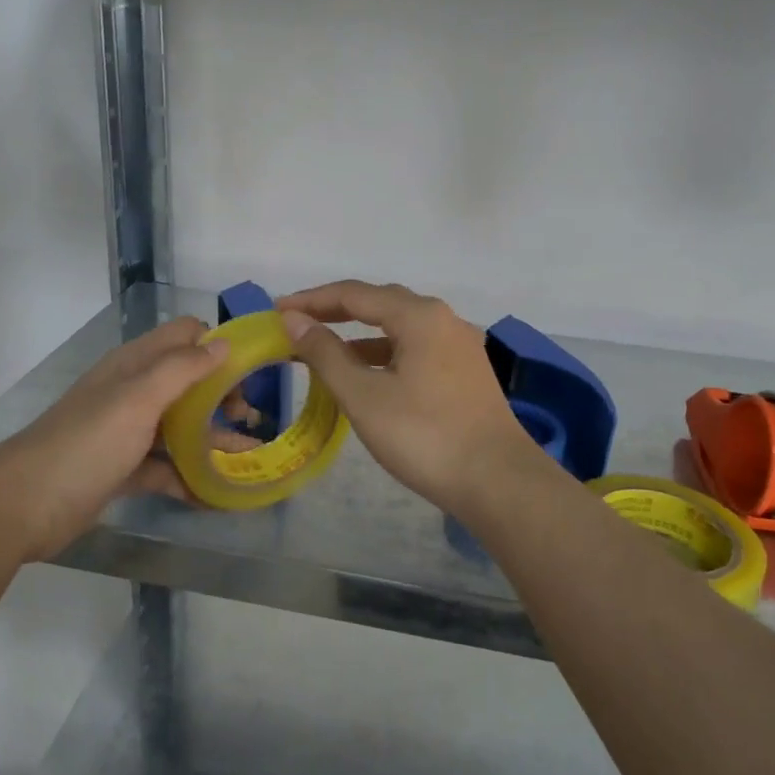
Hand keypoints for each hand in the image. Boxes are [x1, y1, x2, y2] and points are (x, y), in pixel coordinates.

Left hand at [0, 316, 233, 560]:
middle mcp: (133, 392)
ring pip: (180, 427)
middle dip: (222, 395)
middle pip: (188, 382)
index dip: (218, 346)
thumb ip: (182, 368)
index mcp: (135, 365)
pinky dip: (189, 477)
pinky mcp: (124, 469)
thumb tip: (224, 344)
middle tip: (250, 420)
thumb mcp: (138, 398)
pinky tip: (216, 494)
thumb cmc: (88, 442)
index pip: (184, 336)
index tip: (251, 370)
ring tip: (249, 458)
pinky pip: (166, 467)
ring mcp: (128, 432)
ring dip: (213, 439)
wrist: (26, 504)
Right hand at [278, 280, 549, 515]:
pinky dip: (385, 354)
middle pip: (381, 303)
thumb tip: (294, 319)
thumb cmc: (424, 436)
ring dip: (361, 335)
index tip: (277, 310)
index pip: (355, 294)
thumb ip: (326, 354)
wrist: (498, 481)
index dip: (312, 300)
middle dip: (336, 311)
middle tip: (298, 324)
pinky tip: (369, 376)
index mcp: (420, 316)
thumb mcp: (364, 396)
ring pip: (401, 327)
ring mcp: (460, 346)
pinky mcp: (467, 372)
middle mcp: (444, 319)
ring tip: (325, 350)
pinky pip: (417, 348)